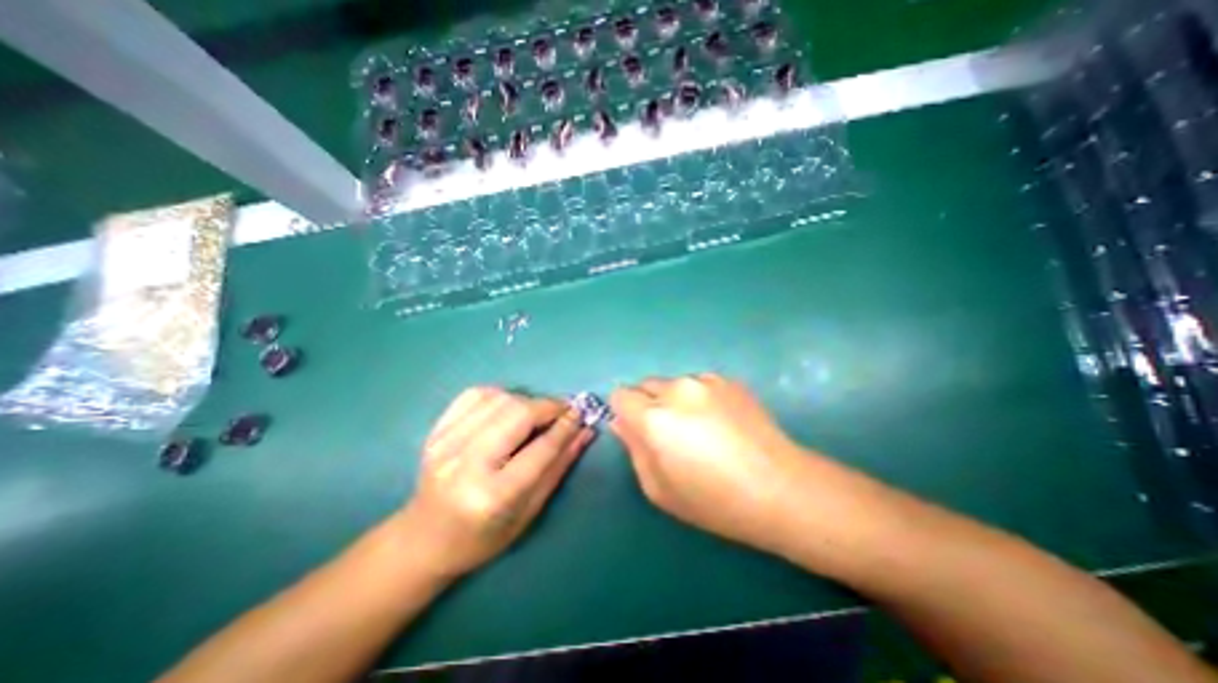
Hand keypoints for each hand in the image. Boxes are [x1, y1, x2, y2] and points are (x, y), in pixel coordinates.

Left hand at [397, 386, 592, 577]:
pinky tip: (507, 409)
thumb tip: (584, 431)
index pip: (541, 448)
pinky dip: (500, 395)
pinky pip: (476, 395)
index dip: (565, 427)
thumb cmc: (484, 537)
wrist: (424, 539)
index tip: (581, 414)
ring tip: (536, 414)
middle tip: (563, 411)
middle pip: (518, 414)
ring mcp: (446, 443)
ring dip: (526, 400)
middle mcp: (466, 464)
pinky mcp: (436, 431)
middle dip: (548, 407)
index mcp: (493, 495)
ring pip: (499, 399)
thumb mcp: (530, 511)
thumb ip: (559, 466)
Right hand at [608, 374, 816, 553]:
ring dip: (676, 400)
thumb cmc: (714, 499)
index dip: (624, 412)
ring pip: (673, 384)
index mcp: (655, 417)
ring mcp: (706, 381)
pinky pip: (700, 384)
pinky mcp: (729, 380)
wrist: (779, 488)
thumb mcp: (659, 488)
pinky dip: (700, 398)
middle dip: (648, 404)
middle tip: (670, 433)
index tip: (637, 430)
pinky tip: (722, 423)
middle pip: (645, 385)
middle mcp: (677, 389)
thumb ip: (634, 449)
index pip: (620, 395)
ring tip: (701, 428)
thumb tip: (622, 422)